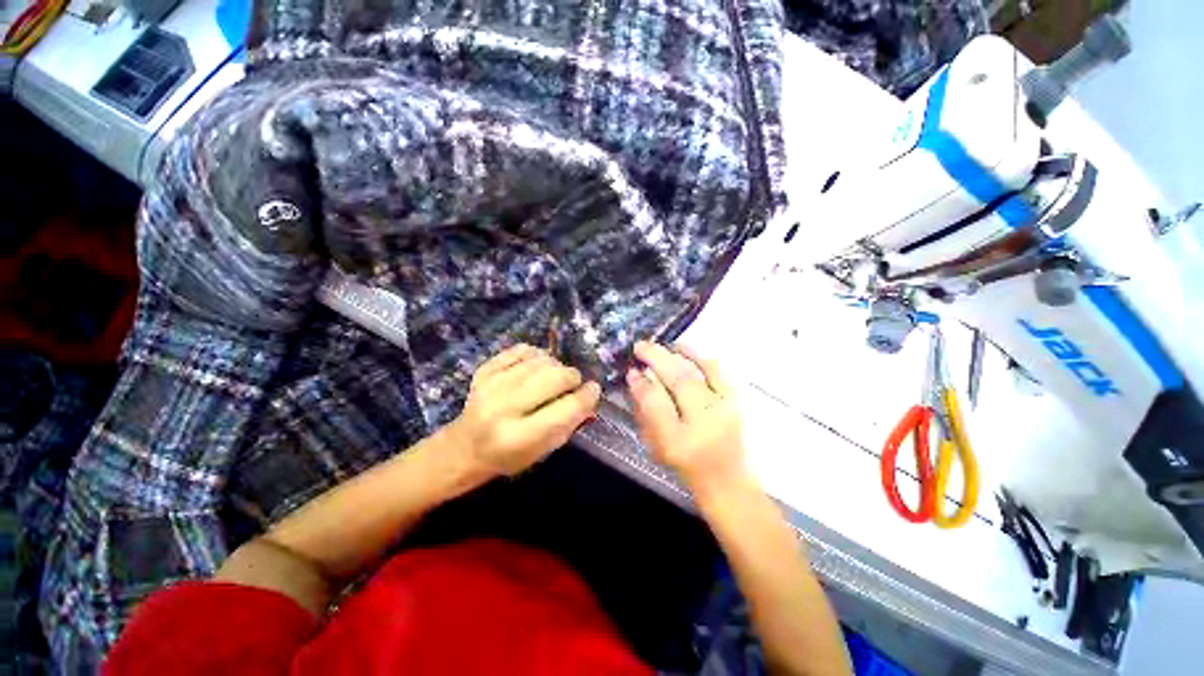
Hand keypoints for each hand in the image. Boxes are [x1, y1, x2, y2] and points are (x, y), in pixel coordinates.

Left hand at [449, 344, 600, 476]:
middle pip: (556, 376)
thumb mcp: (543, 451)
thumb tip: (590, 395)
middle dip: (573, 377)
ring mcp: (491, 384)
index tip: (594, 390)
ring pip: (542, 360)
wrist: (463, 448)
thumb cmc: (508, 456)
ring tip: (553, 378)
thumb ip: (569, 423)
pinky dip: (536, 355)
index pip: (567, 408)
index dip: (588, 396)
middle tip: (572, 385)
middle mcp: (504, 407)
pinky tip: (536, 367)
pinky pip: (522, 349)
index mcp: (520, 436)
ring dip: (556, 366)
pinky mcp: (484, 369)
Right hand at [627, 341, 748, 498]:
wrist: (726, 478)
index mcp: (679, 442)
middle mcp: (705, 422)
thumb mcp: (656, 445)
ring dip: (677, 354)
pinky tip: (684, 350)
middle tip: (641, 346)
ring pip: (699, 370)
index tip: (631, 370)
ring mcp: (725, 408)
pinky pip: (717, 370)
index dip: (642, 383)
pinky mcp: (736, 400)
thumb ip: (645, 412)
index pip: (656, 404)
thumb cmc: (685, 464)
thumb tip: (636, 379)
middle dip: (657, 358)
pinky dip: (699, 356)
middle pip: (679, 380)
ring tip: (660, 346)